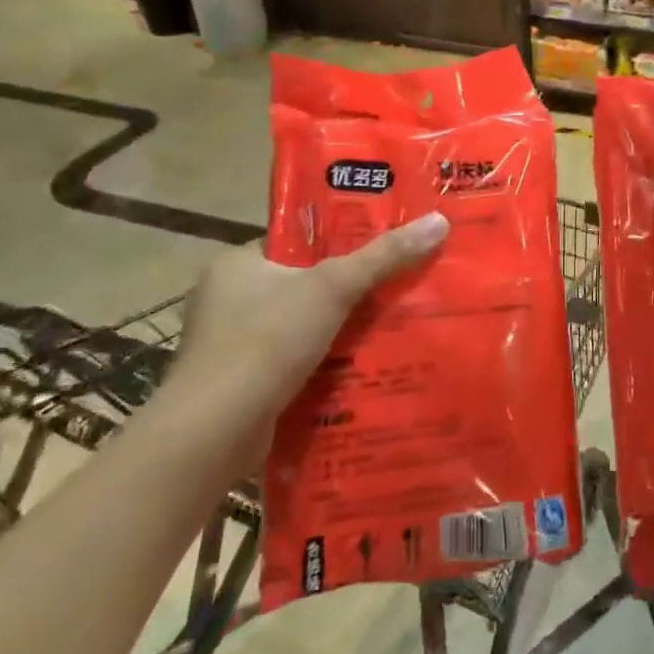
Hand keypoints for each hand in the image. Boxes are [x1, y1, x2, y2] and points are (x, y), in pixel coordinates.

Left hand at [160, 213, 449, 468]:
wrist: (214, 432)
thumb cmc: (266, 341)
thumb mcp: (333, 287)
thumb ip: (384, 256)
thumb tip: (439, 221)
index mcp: (237, 263)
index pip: (297, 241)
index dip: (341, 240)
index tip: (386, 243)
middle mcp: (227, 298)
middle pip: (303, 282)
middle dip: (348, 288)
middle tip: (399, 284)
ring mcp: (230, 344)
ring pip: (301, 324)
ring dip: (339, 328)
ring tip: (392, 323)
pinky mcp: (239, 383)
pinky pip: (293, 359)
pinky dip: (323, 361)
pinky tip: (361, 364)